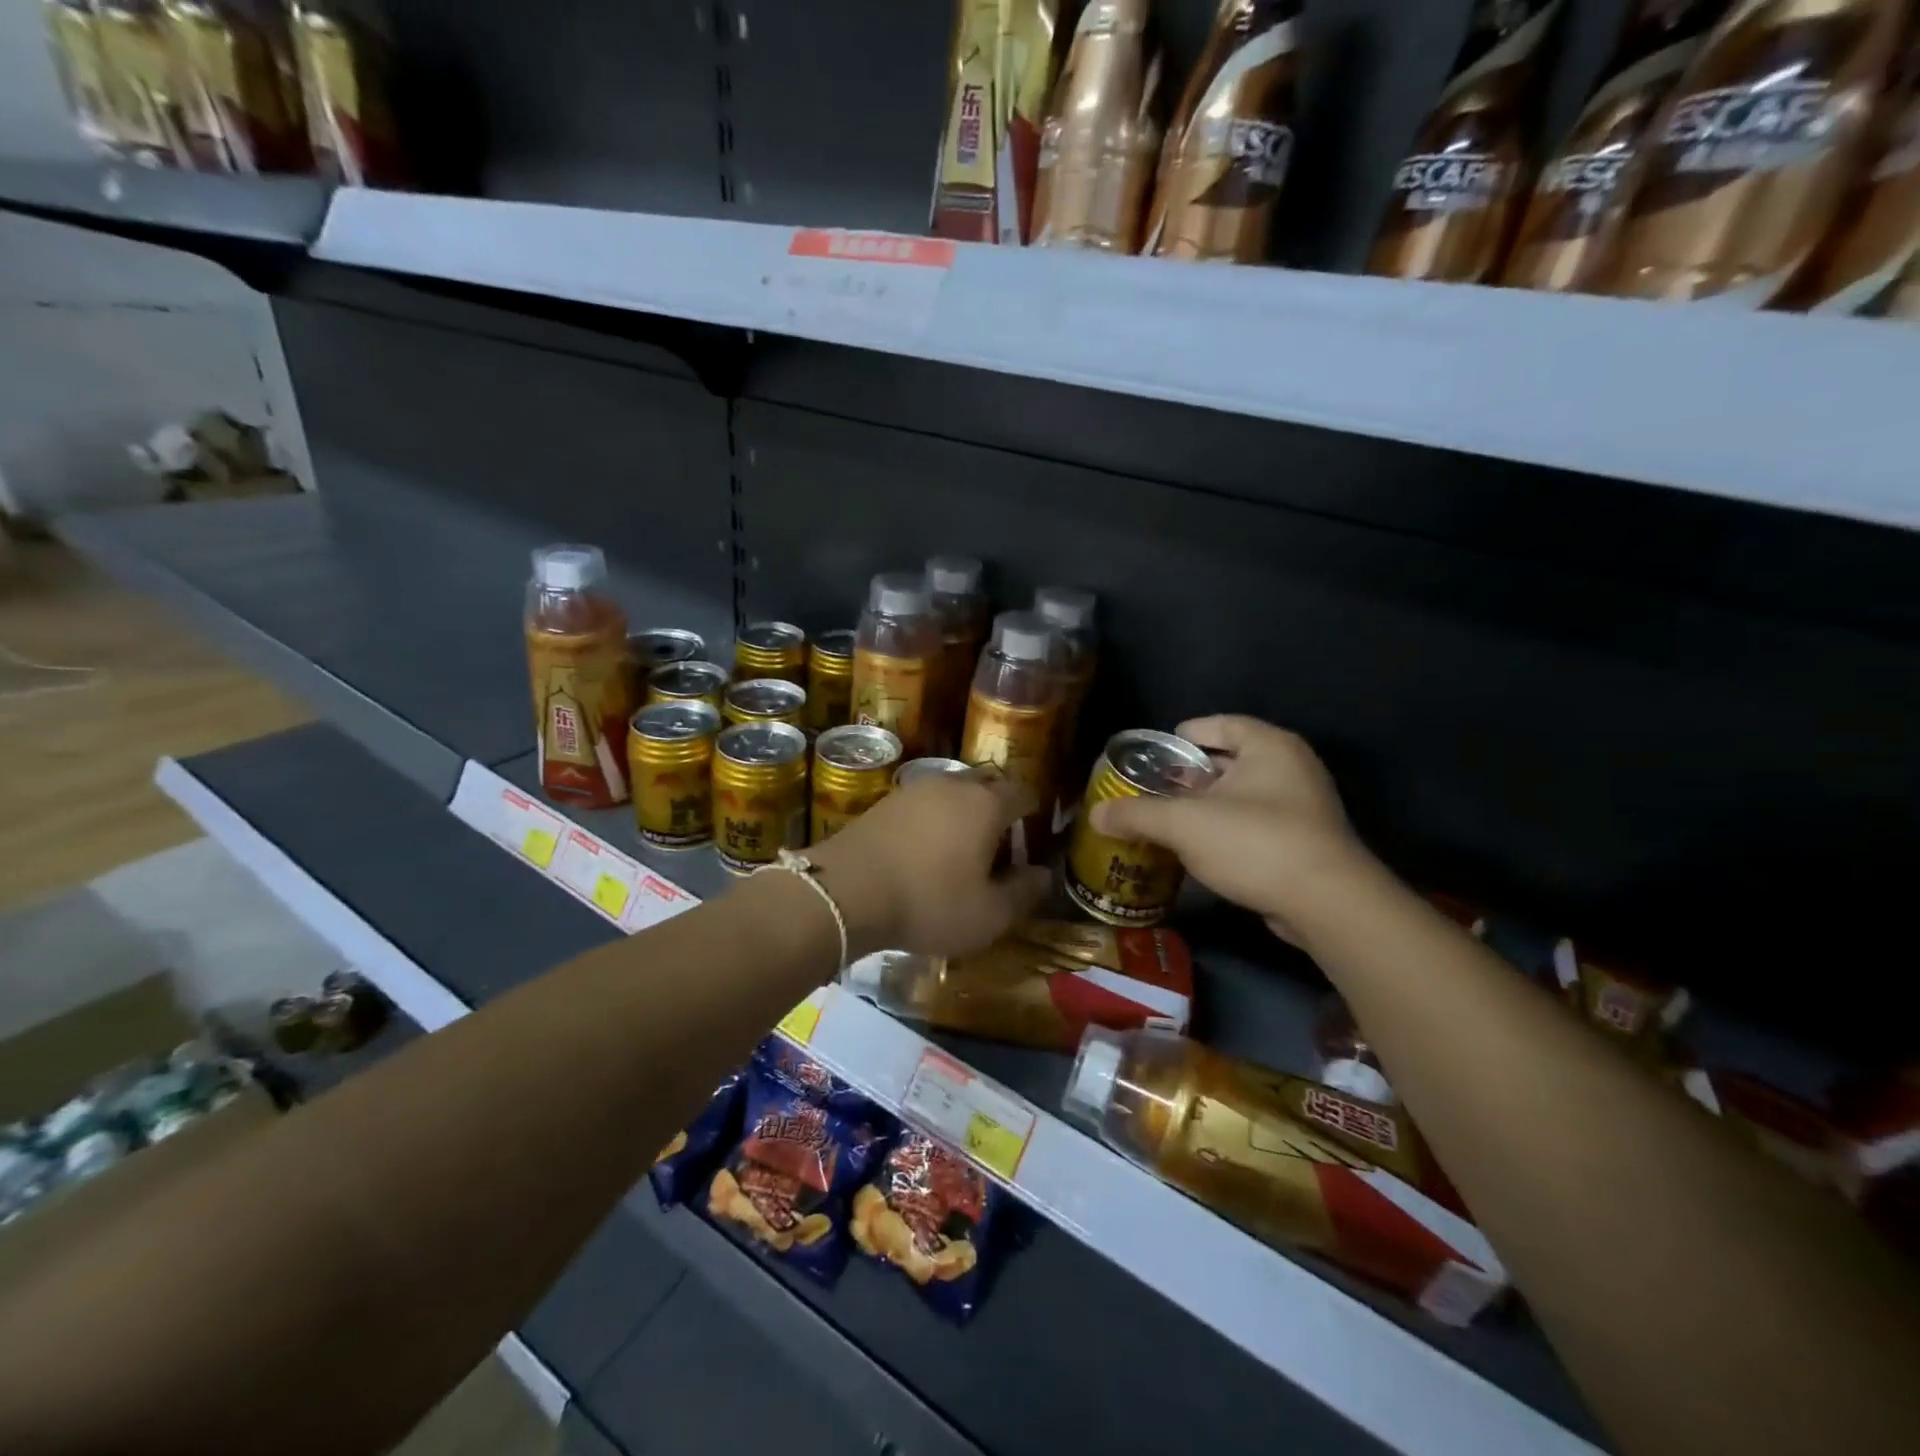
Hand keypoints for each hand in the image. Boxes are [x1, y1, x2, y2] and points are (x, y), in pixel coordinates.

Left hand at [808, 770, 1050, 958]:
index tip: (1035, 830)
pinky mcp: (885, 802)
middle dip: (999, 806)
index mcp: (987, 804)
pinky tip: (926, 847)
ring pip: (952, 791)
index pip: (1022, 793)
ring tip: (963, 845)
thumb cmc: (929, 902)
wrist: (846, 891)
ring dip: (964, 811)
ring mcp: (915, 789)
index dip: (1034, 810)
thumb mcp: (988, 914)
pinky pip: (924, 803)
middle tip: (1002, 840)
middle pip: (987, 784)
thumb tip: (1044, 874)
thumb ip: (1023, 892)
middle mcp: (953, 785)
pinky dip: (934, 819)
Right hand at [1088, 715, 1375, 945]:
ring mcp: (1302, 806)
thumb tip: (1096, 813)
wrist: (1326, 904)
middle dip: (1187, 777)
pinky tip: (1197, 851)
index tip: (1151, 755)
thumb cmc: (1255, 843)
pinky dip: (1225, 831)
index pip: (1218, 724)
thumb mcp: (1184, 824)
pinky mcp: (1304, 842)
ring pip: (1240, 796)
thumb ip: (1137, 814)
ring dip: (1204, 807)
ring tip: (1165, 821)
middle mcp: (1290, 767)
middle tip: (1151, 791)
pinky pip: (1253, 824)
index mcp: (1268, 746)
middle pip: (1227, 761)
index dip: (1181, 737)